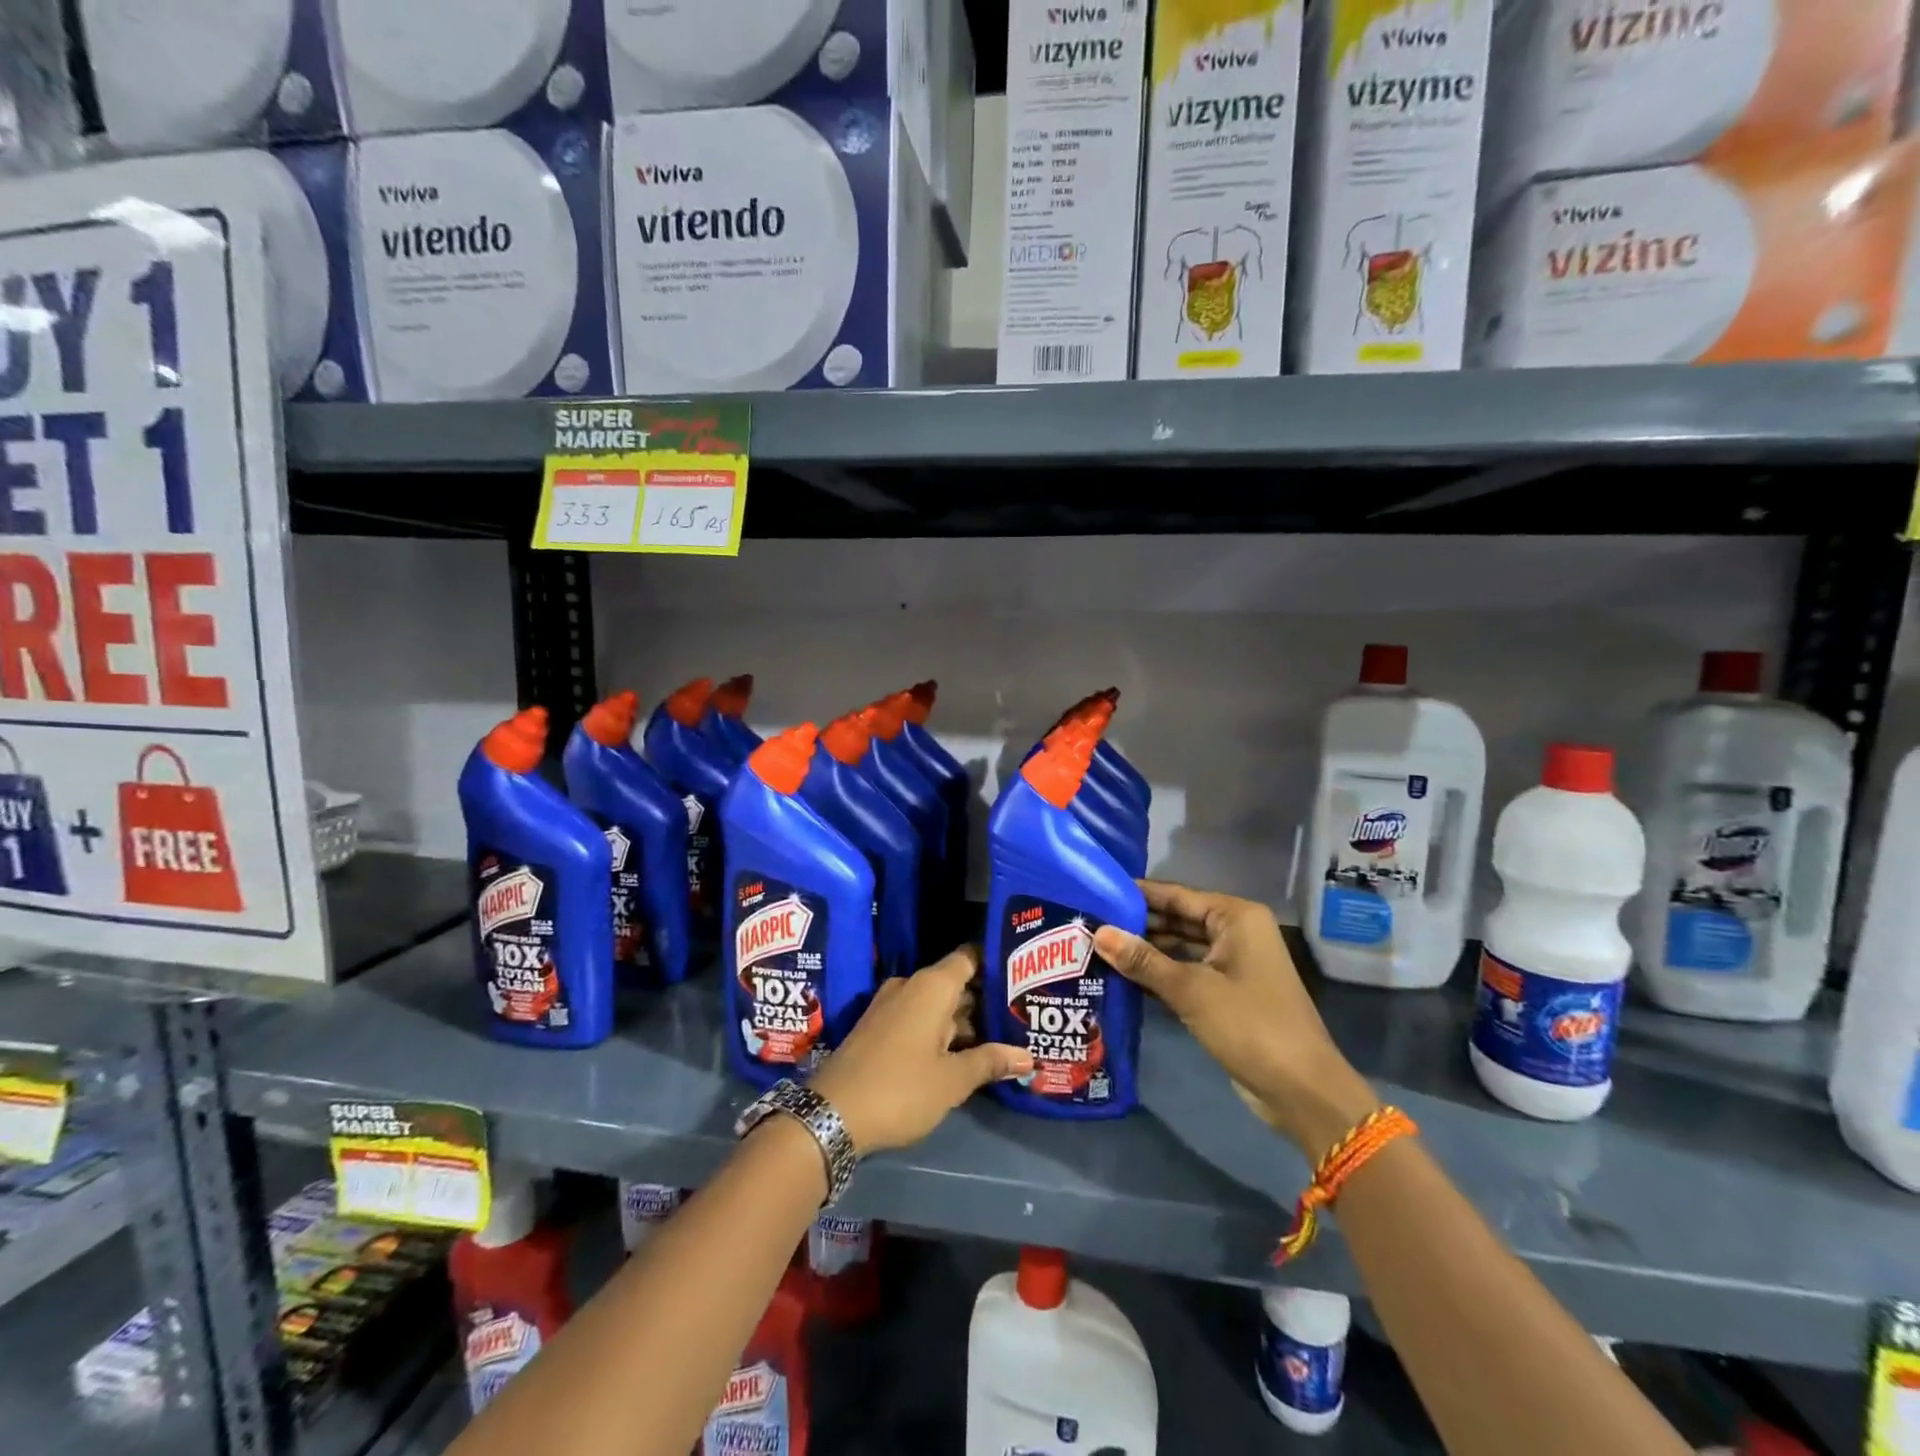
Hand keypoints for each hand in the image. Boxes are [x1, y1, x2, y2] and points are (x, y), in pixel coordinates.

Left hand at [810, 946, 1031, 1155]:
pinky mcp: (879, 1028)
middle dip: (986, 999)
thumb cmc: (900, 1088)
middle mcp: (911, 986)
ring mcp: (891, 1006)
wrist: (831, 1113)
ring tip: (1002, 1036)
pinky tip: (964, 1052)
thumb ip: (991, 1062)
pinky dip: (942, 1030)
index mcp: (932, 986)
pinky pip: (919, 1018)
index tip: (1022, 973)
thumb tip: (1029, 1056)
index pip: (970, 957)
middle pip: (956, 982)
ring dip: (965, 1020)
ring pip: (938, 1004)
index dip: (995, 962)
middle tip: (1021, 1014)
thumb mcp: (952, 1080)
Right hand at [1092, 880, 1377, 1160]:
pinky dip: (1160, 973)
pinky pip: (1187, 972)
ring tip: (1097, 947)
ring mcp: (1233, 963)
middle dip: (1137, 924)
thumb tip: (1098, 933)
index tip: (1095, 892)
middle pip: (1177, 918)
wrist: (1303, 1091)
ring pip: (1180, 947)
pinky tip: (1123, 977)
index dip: (1136, 895)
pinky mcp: (1228, 992)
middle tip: (1089, 923)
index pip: (1175, 895)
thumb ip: (1143, 960)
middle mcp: (1236, 932)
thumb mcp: (1191, 990)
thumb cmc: (1250, 1026)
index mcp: (1235, 917)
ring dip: (1145, 950)